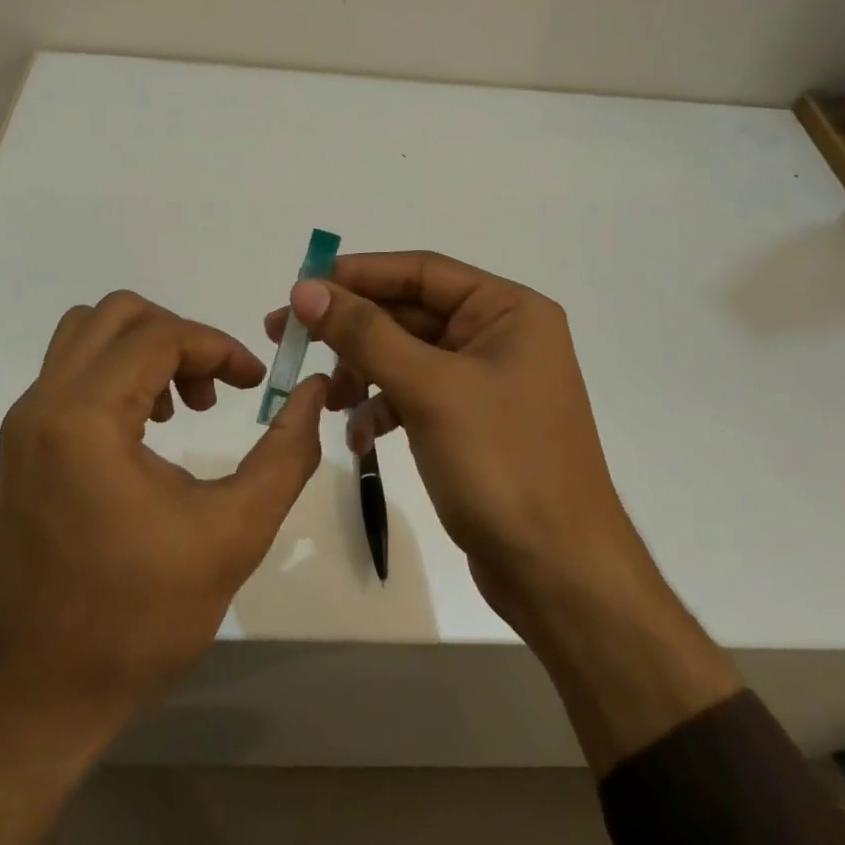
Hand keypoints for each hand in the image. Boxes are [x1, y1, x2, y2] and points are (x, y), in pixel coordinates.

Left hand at [0, 291, 328, 844]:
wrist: (44, 695)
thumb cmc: (142, 616)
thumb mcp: (236, 531)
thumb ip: (287, 451)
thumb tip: (314, 391)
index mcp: (84, 419)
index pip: (160, 335)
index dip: (219, 347)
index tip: (255, 383)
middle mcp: (42, 405)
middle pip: (117, 315)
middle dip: (181, 337)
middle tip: (216, 389)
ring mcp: (23, 426)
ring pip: (87, 336)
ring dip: (145, 350)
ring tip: (184, 406)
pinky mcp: (20, 448)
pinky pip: (70, 373)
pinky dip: (116, 375)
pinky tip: (149, 431)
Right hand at [267, 252, 738, 770]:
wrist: (558, 573)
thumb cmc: (501, 464)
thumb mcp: (428, 390)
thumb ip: (365, 334)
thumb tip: (307, 288)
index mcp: (508, 310)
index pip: (421, 271)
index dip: (358, 274)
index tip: (300, 286)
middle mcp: (500, 336)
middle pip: (410, 313)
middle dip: (351, 330)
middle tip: (286, 337)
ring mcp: (487, 382)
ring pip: (407, 357)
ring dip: (363, 373)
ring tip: (326, 400)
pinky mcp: (472, 423)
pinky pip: (416, 397)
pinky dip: (384, 409)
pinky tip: (360, 438)